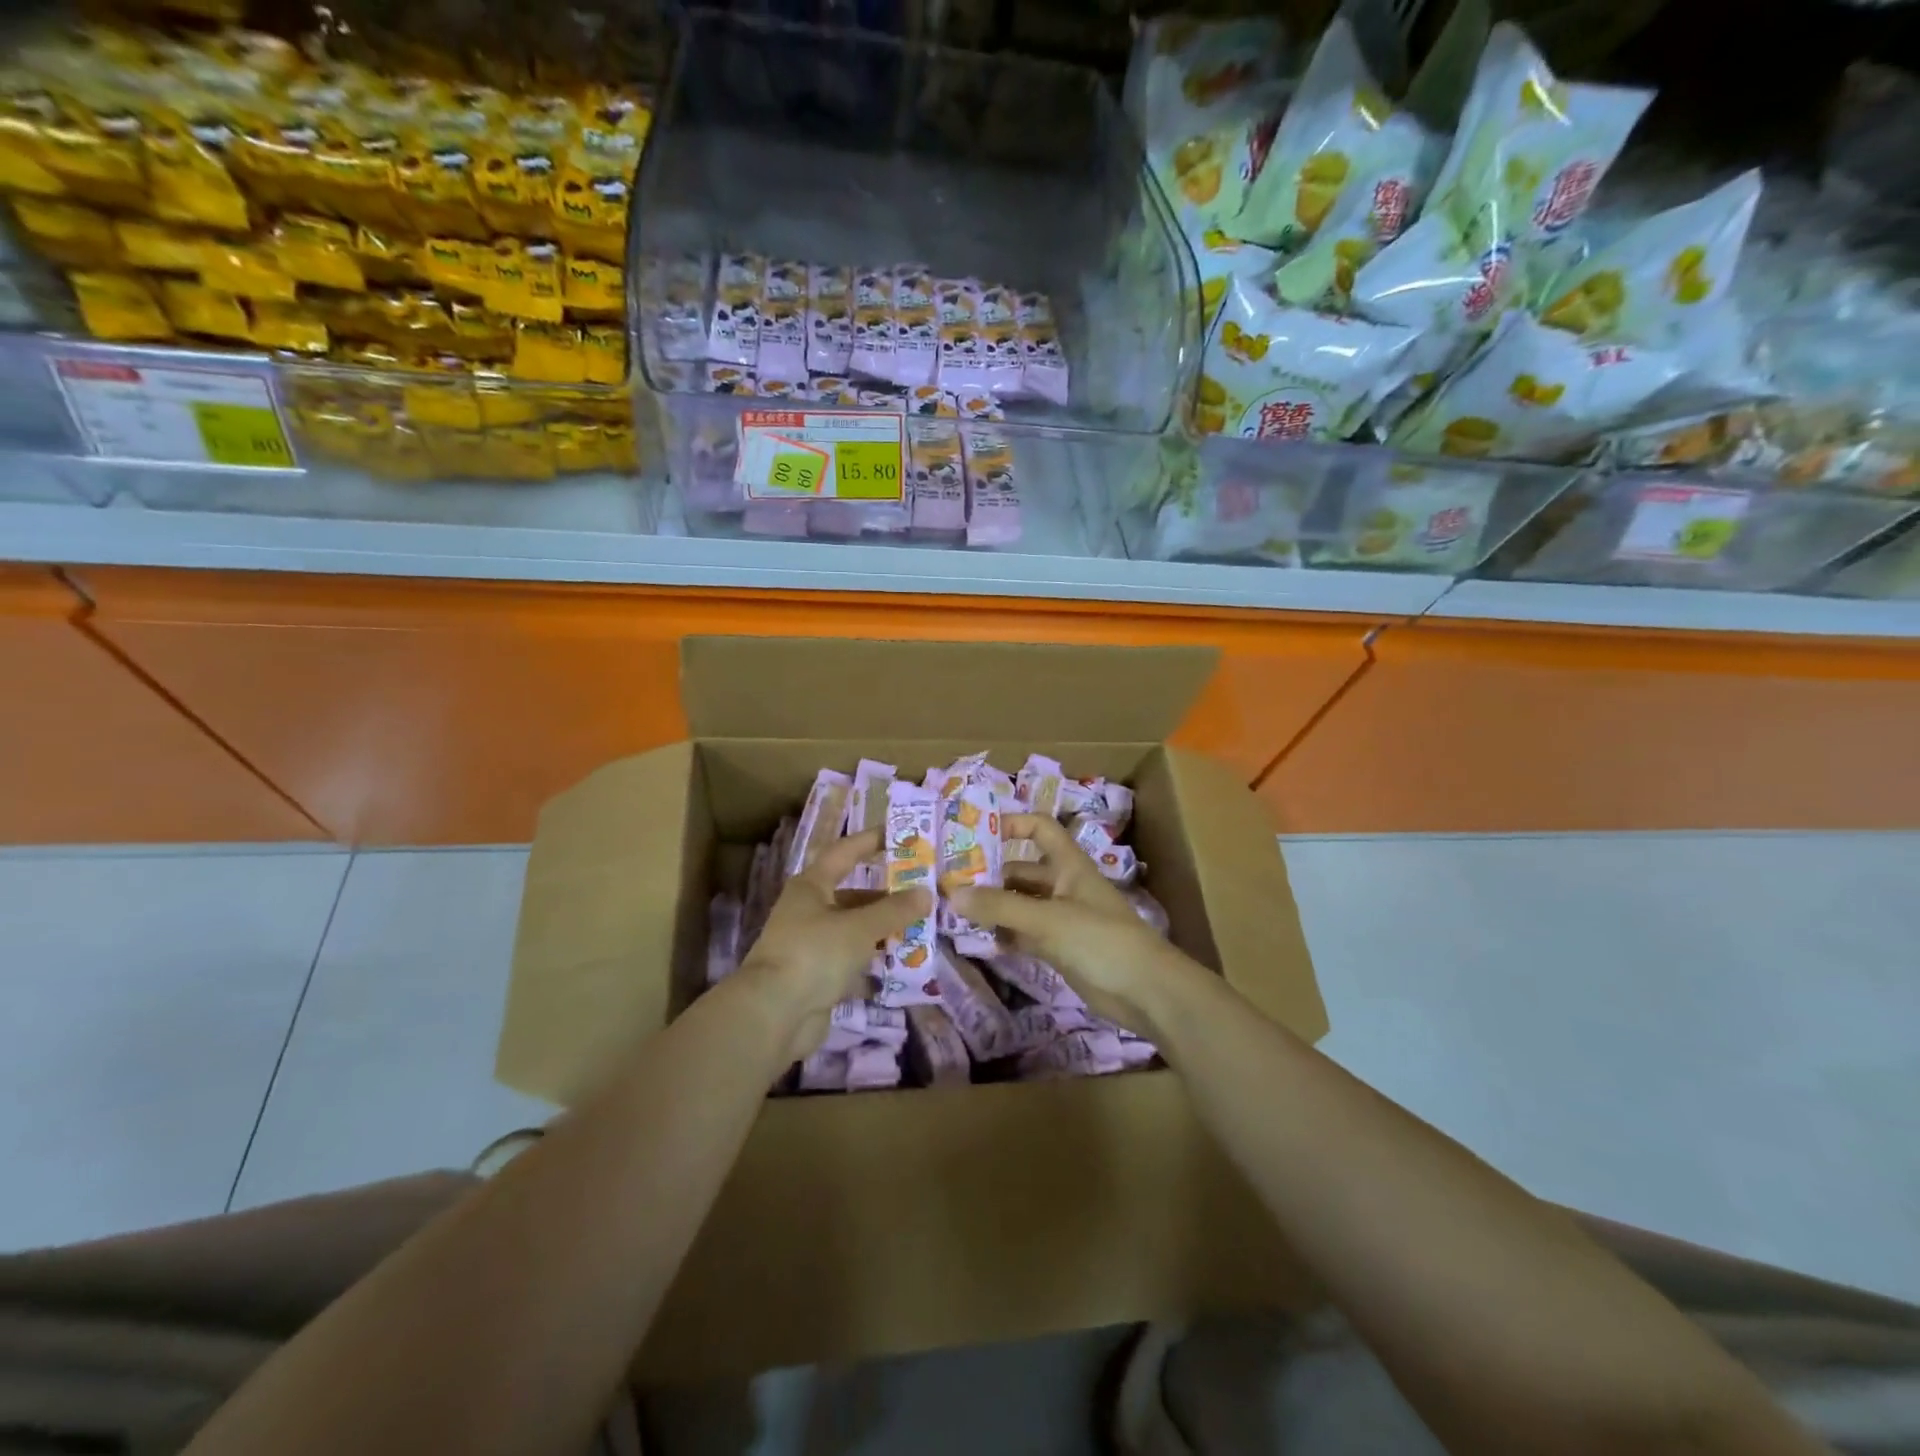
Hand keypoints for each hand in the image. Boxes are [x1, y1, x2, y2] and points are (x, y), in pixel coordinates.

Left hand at [736, 827, 930, 1062]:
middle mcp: (809, 910)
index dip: (870, 840)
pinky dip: (874, 960)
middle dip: (886, 895)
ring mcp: (811, 945)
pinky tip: (902, 963)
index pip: (845, 852)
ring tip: (921, 927)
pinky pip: (852, 960)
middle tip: (922, 891)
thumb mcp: (859, 928)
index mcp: (812, 886)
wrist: (773, 1015)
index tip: (900, 834)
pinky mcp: (817, 976)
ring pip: (854, 929)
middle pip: (853, 895)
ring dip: (883, 929)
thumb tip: (926, 893)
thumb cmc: (814, 954)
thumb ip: (894, 910)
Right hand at [950, 814, 1204, 1038]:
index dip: (1011, 824)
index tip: (975, 834)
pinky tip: (979, 940)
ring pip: (1020, 904)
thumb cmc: (1100, 940)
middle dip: (989, 874)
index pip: (1039, 828)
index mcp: (1068, 864)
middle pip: (1021, 871)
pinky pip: (1025, 934)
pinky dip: (1005, 935)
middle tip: (948, 883)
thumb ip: (1000, 907)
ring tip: (954, 912)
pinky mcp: (1060, 948)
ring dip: (993, 907)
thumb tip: (951, 894)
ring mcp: (1062, 918)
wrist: (1146, 991)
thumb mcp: (1047, 919)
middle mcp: (1063, 885)